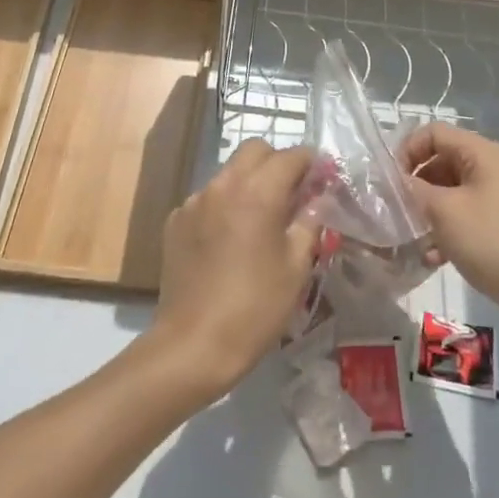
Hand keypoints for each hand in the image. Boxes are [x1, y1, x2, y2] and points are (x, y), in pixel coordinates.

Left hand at [144, 139, 317, 401]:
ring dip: (249, 182)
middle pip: (255, 151)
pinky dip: (224, 205)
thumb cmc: (255, 307)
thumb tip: (320, 198)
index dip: (311, 163)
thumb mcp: (296, 267)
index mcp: (258, 192)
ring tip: (260, 219)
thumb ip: (310, 223)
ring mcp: (194, 201)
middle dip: (277, 163)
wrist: (193, 345)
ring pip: (229, 172)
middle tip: (292, 194)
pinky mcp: (176, 220)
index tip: (322, 180)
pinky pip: (207, 198)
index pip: (291, 156)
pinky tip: (229, 240)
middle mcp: (223, 185)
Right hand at [402, 124, 498, 344]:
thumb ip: (414, 190)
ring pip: (450, 191)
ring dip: (428, 210)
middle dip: (416, 184)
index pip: (434, 133)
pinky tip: (432, 257)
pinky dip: (445, 230)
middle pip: (441, 160)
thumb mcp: (444, 212)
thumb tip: (395, 181)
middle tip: (395, 209)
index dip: (407, 150)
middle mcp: (492, 167)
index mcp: (482, 153)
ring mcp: (498, 197)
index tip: (389, 181)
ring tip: (411, 236)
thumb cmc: (491, 242)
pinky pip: (464, 215)